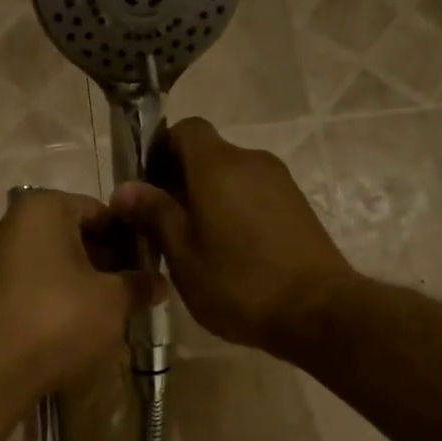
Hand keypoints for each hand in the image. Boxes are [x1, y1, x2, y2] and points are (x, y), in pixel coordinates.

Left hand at [0, 188, 163, 391]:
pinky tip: (76, 326)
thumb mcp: (113, 300)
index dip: (129, 237)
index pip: (99, 211)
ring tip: (109, 311)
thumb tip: (160, 282)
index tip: (149, 264)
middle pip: (72, 236)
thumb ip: (139, 285)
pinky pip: (32, 287)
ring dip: (81, 283)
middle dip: (104, 262)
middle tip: (132, 290)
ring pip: (51, 264)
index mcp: (43, 209)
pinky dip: (55, 300)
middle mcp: (11, 224)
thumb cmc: (61, 317)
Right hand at [110, 118, 356, 356]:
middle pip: (208, 155)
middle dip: (181, 182)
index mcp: (218, 165)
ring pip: (232, 178)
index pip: (184, 130)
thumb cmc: (238, 282)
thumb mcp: (183, 254)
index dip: (161, 151)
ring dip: (209, 200)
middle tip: (163, 227)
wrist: (317, 311)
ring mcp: (280, 183)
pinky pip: (254, 195)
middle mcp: (252, 161)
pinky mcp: (298, 206)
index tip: (147, 189)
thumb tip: (124, 188)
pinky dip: (235, 211)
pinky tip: (230, 253)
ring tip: (197, 245)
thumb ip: (154, 214)